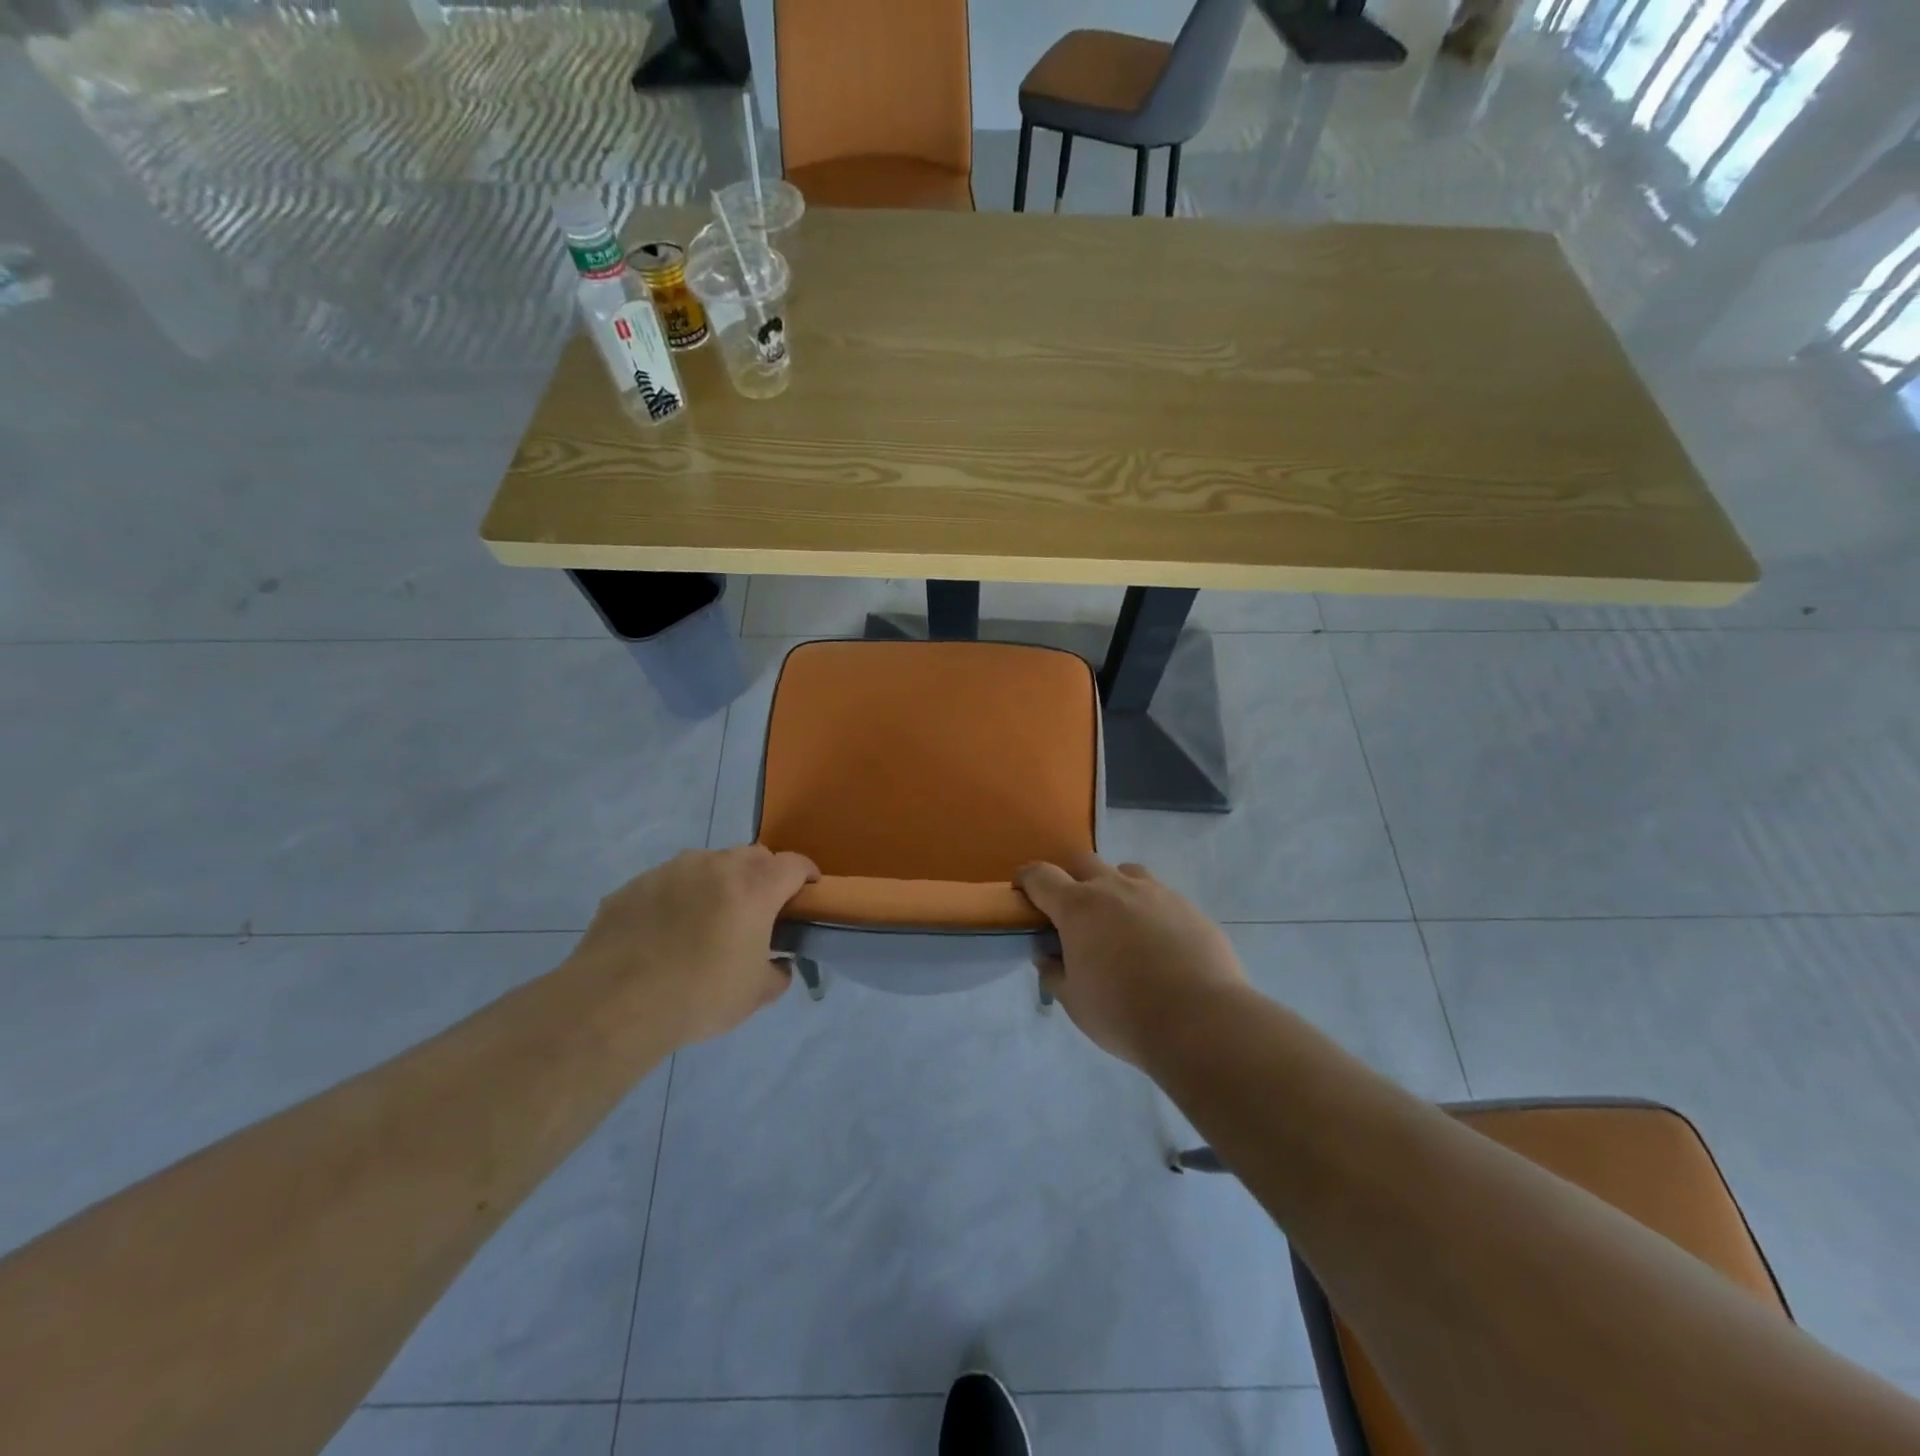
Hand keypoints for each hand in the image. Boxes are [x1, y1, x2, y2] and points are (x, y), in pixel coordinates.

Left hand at [564, 846, 818, 1047]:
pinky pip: (667, 883)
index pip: (794, 864)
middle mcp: (715, 867)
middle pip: (752, 855)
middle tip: (759, 908)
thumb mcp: (755, 995)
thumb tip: (778, 964)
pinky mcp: (634, 886)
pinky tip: (665, 932)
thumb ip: (778, 973)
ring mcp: (670, 871)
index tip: (808, 890)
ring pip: (708, 864)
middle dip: (763, 874)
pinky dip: (677, 897)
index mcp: (754, 888)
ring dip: (718, 882)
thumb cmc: (699, 996)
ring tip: (708, 918)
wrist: (613, 1005)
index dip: (806, 874)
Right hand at [1017, 853, 1248, 1067]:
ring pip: (1126, 871)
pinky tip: (1158, 942)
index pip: (1041, 876)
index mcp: (1078, 907)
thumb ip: (1054, 973)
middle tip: (1073, 911)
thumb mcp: (1075, 1002)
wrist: (1200, 1021)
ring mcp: (1155, 892)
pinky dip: (1149, 909)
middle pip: (1083, 861)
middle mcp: (1114, 888)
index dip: (1027, 879)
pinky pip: (1160, 895)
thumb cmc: (1123, 1013)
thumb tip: (1046, 956)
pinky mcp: (1188, 907)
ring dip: (1114, 887)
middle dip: (1071, 877)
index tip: (1023, 891)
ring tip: (1119, 922)